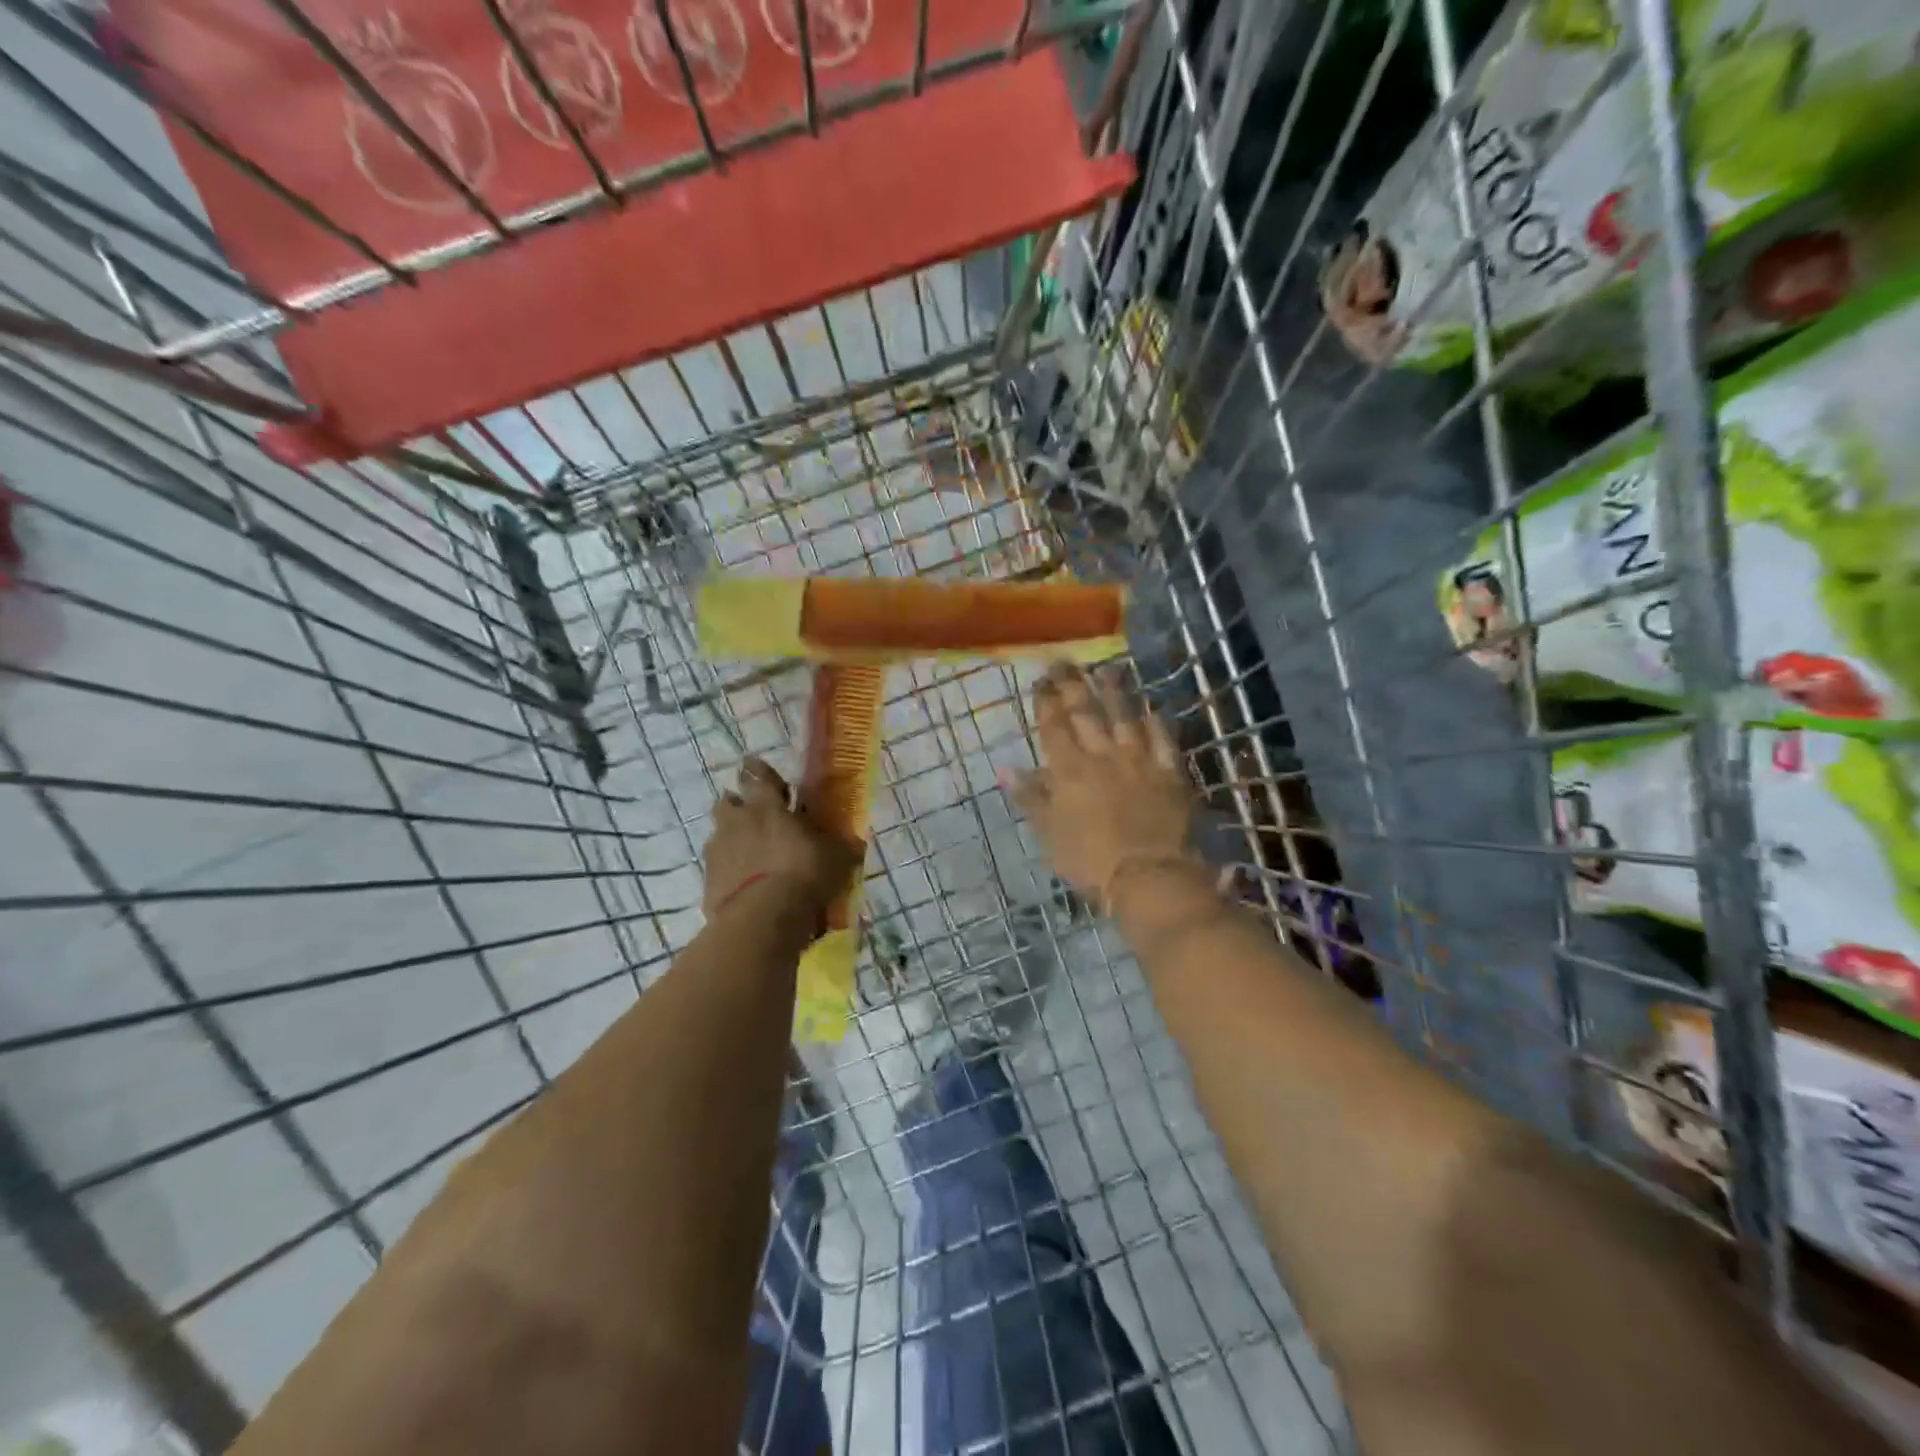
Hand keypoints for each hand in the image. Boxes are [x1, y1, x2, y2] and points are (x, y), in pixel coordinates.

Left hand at [703, 757, 859, 916]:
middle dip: (737, 803)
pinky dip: (727, 871)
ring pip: (718, 834)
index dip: (757, 770)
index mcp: (767, 807)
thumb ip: (843, 847)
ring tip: (748, 853)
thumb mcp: (837, 859)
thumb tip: (855, 843)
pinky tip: (741, 884)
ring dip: (731, 838)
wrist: (762, 918)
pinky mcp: (708, 881)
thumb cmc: (804, 874)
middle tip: (751, 813)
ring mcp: (718, 851)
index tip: (753, 765)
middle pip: (727, 802)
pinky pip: (716, 868)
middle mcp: (737, 822)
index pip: (758, 777)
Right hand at [1011, 664, 1194, 902]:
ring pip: (1125, 716)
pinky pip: (1162, 739)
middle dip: (1073, 685)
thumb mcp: (1048, 834)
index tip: (1041, 681)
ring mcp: (1138, 760)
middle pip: (1086, 713)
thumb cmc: (1089, 861)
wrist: (1149, 876)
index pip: (1054, 726)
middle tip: (1065, 662)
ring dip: (1114, 691)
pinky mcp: (1169, 772)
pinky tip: (1152, 709)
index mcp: (1069, 770)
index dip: (1046, 702)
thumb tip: (1004, 768)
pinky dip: (1156, 722)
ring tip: (1107, 668)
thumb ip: (1029, 797)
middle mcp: (1102, 755)